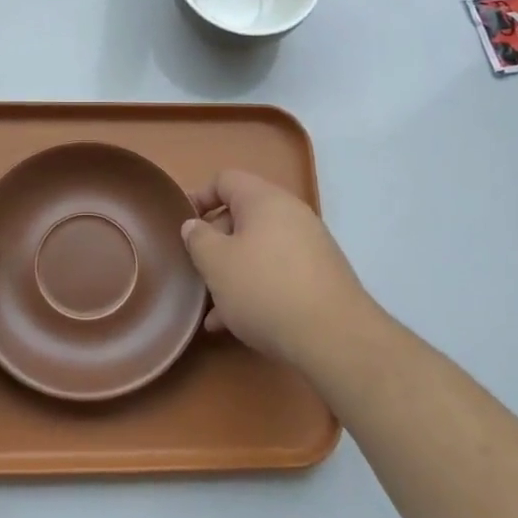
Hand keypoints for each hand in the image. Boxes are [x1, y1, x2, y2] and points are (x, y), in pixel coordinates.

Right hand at [181, 170, 374, 373]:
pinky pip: (278, 272)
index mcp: (264, 200)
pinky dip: (256, 288)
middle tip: (197, 270)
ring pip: (259, 250)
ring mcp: (310, 246)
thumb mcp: (216, 263)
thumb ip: (198, 239)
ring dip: (233, 272)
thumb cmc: (265, 289)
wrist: (334, 338)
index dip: (199, 197)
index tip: (183, 226)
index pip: (225, 180)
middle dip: (215, 243)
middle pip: (242, 216)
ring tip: (212, 308)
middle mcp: (291, 214)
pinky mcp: (320, 277)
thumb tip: (194, 225)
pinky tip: (237, 323)